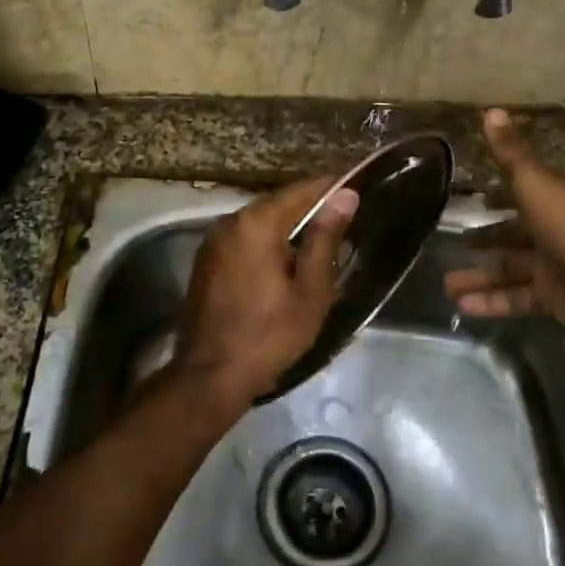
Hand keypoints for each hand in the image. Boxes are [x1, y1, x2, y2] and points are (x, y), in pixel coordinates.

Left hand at [173, 175, 359, 410]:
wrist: (210, 377)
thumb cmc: (269, 335)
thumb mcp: (309, 290)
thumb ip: (325, 238)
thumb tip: (346, 195)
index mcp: (257, 223)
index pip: (302, 190)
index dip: (332, 188)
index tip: (357, 190)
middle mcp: (230, 221)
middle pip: (279, 204)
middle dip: (310, 210)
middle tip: (344, 223)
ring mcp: (213, 241)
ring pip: (260, 222)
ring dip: (288, 228)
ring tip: (320, 244)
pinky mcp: (206, 260)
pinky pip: (244, 239)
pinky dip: (267, 243)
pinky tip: (285, 263)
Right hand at [445, 109, 564, 323]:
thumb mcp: (535, 181)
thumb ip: (510, 152)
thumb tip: (490, 110)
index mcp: (561, 196)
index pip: (527, 190)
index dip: (502, 194)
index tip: (476, 199)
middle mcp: (560, 228)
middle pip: (516, 232)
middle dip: (485, 239)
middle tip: (455, 243)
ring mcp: (558, 264)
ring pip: (511, 268)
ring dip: (480, 276)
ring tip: (446, 285)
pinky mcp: (554, 296)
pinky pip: (517, 297)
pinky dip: (492, 301)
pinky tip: (462, 306)